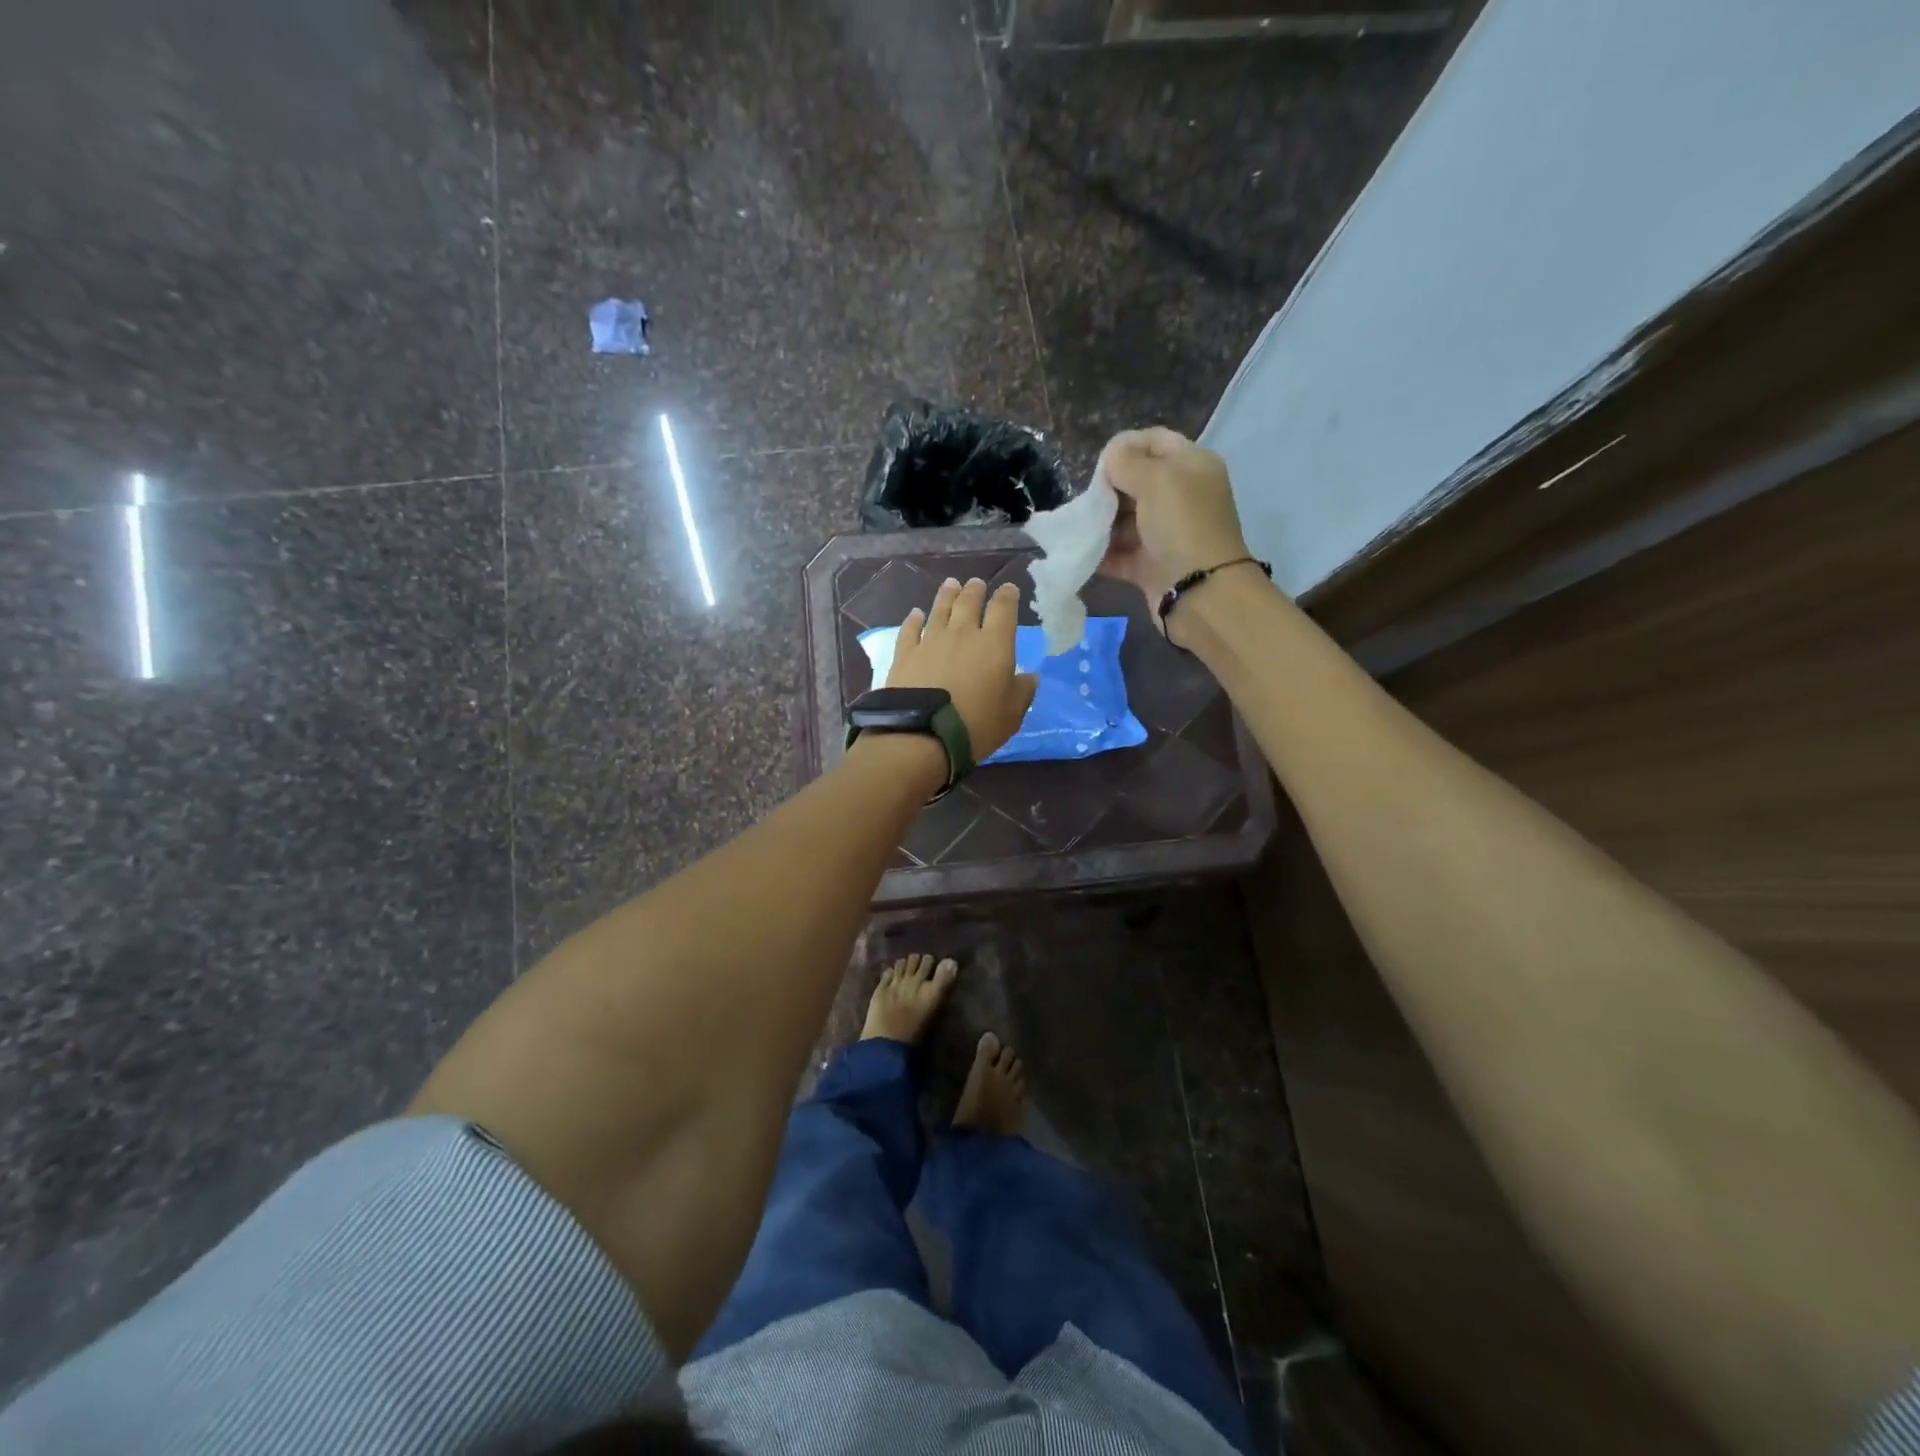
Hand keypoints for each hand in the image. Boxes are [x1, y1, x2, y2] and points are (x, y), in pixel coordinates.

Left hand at [888, 578, 1037, 760]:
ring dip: (947, 595)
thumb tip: (1029, 676)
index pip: (1003, 609)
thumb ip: (1023, 691)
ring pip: (940, 609)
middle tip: (976, 583)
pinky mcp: (905, 653)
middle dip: (975, 590)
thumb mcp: (1012, 714)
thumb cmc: (977, 724)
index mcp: (994, 643)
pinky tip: (915, 614)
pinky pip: (911, 629)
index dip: (1007, 596)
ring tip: (951, 584)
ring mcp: (931, 641)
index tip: (1008, 589)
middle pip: (969, 602)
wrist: (924, 733)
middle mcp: (962, 633)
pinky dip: (914, 619)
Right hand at [1097, 427, 1250, 623]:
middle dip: (1108, 489)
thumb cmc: (1181, 524)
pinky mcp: (1151, 565)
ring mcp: (1166, 533)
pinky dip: (1102, 554)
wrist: (1199, 592)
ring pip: (1126, 520)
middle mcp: (1181, 496)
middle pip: (1137, 482)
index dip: (1126, 446)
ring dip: (1102, 523)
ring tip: (1081, 527)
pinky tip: (1082, 552)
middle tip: (1088, 499)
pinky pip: (1120, 554)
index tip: (1100, 464)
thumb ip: (1127, 461)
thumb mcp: (1156, 479)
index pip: (1155, 441)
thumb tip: (1111, 456)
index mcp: (1191, 466)